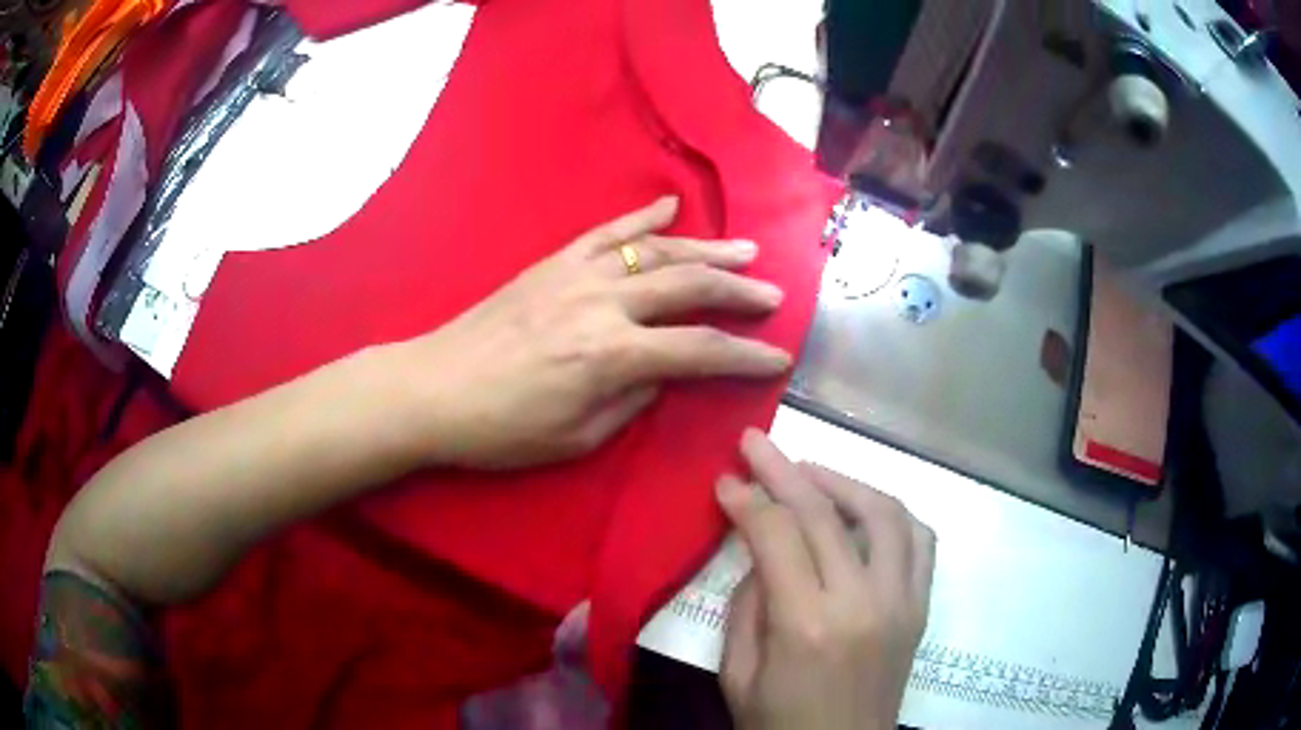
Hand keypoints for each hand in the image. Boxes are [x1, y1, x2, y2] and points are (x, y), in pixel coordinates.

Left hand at [389, 197, 791, 468]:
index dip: (746, 356)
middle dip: (738, 291)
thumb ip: (632, 399)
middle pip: (687, 287)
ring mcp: (576, 274)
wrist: (435, 387)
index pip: (700, 350)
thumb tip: (664, 371)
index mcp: (612, 356)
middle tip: (773, 294)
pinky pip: (606, 232)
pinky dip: (642, 217)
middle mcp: (603, 304)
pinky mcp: (553, 262)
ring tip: (743, 250)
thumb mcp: (578, 436)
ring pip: (655, 251)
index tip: (780, 357)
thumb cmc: (503, 428)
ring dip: (705, 250)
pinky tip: (671, 207)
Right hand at [716, 430, 935, 729]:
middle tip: (755, 443)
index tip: (724, 478)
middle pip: (824, 514)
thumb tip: (762, 552)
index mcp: (807, 625)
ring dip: (844, 480)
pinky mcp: (920, 607)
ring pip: (883, 513)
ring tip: (809, 471)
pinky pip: (920, 540)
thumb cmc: (777, 723)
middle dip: (783, 470)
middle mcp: (862, 602)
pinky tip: (864, 510)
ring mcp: (901, 601)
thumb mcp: (737, 673)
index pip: (777, 535)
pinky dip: (892, 513)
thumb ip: (748, 605)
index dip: (747, 499)